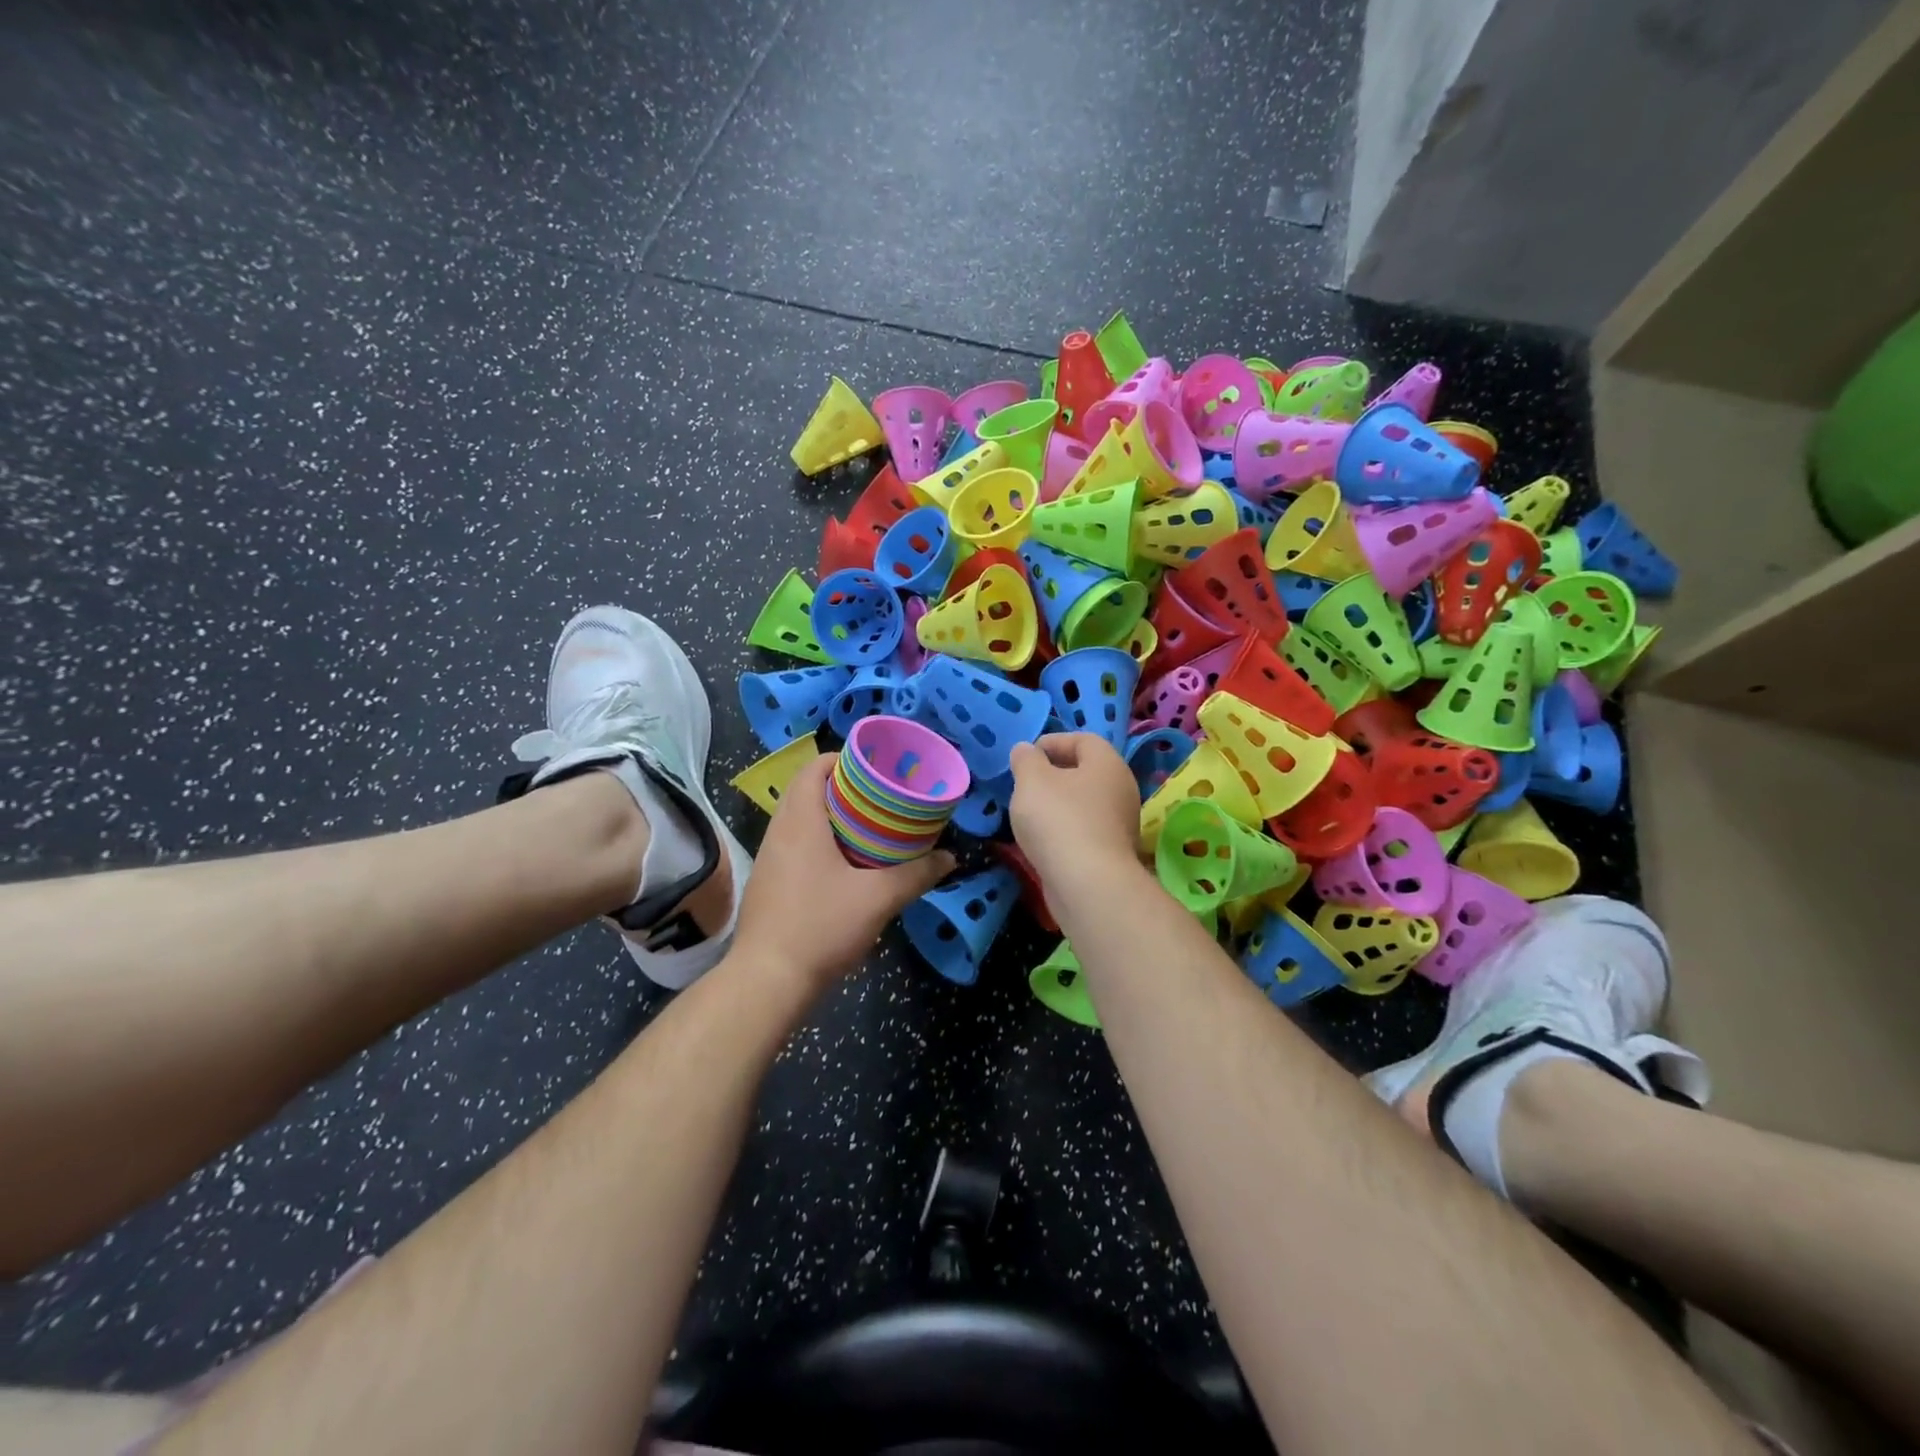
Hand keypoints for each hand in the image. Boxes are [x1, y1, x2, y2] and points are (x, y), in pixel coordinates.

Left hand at [731, 753, 955, 991]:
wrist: (767, 981)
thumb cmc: (821, 926)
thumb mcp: (879, 899)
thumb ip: (917, 875)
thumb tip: (950, 859)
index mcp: (800, 820)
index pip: (816, 766)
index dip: (847, 760)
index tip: (879, 771)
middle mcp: (779, 830)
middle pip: (811, 791)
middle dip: (848, 790)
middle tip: (885, 800)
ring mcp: (769, 858)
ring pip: (803, 821)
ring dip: (835, 819)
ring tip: (873, 830)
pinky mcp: (769, 882)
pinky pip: (797, 846)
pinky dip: (822, 843)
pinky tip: (848, 867)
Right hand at [1007, 734, 1143, 890]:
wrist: (1087, 884)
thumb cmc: (1059, 819)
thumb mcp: (1032, 780)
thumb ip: (1026, 760)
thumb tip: (1026, 750)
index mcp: (1107, 763)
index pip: (1083, 739)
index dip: (1053, 741)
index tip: (1026, 755)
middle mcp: (1121, 789)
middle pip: (1086, 772)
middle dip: (1054, 774)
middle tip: (1025, 783)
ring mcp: (1120, 823)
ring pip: (1085, 803)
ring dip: (1058, 803)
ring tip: (1029, 813)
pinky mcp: (1112, 853)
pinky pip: (1085, 830)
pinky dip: (1064, 829)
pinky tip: (1043, 840)